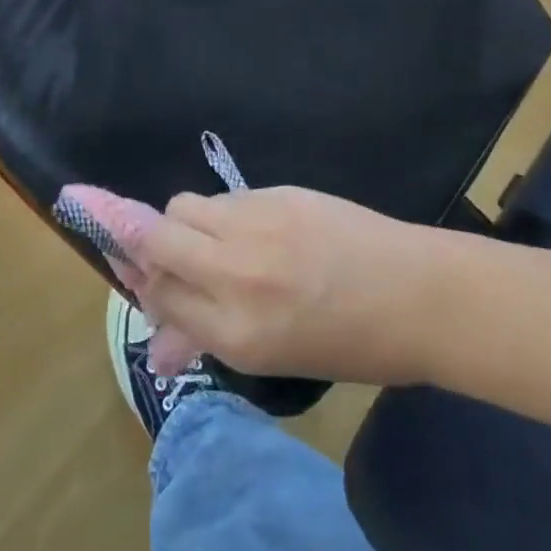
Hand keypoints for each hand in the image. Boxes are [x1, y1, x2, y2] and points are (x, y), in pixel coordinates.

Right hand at [123, 186, 453, 386]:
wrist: (416, 293)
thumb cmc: (347, 342)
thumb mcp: (271, 358)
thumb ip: (206, 341)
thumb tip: (156, 346)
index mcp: (235, 331)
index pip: (157, 294)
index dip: (139, 281)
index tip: (133, 271)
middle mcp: (235, 271)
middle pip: (155, 236)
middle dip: (140, 239)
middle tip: (154, 249)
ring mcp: (257, 223)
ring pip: (185, 206)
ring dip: (184, 225)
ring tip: (215, 244)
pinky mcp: (278, 192)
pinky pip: (225, 197)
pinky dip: (222, 214)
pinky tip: (253, 231)